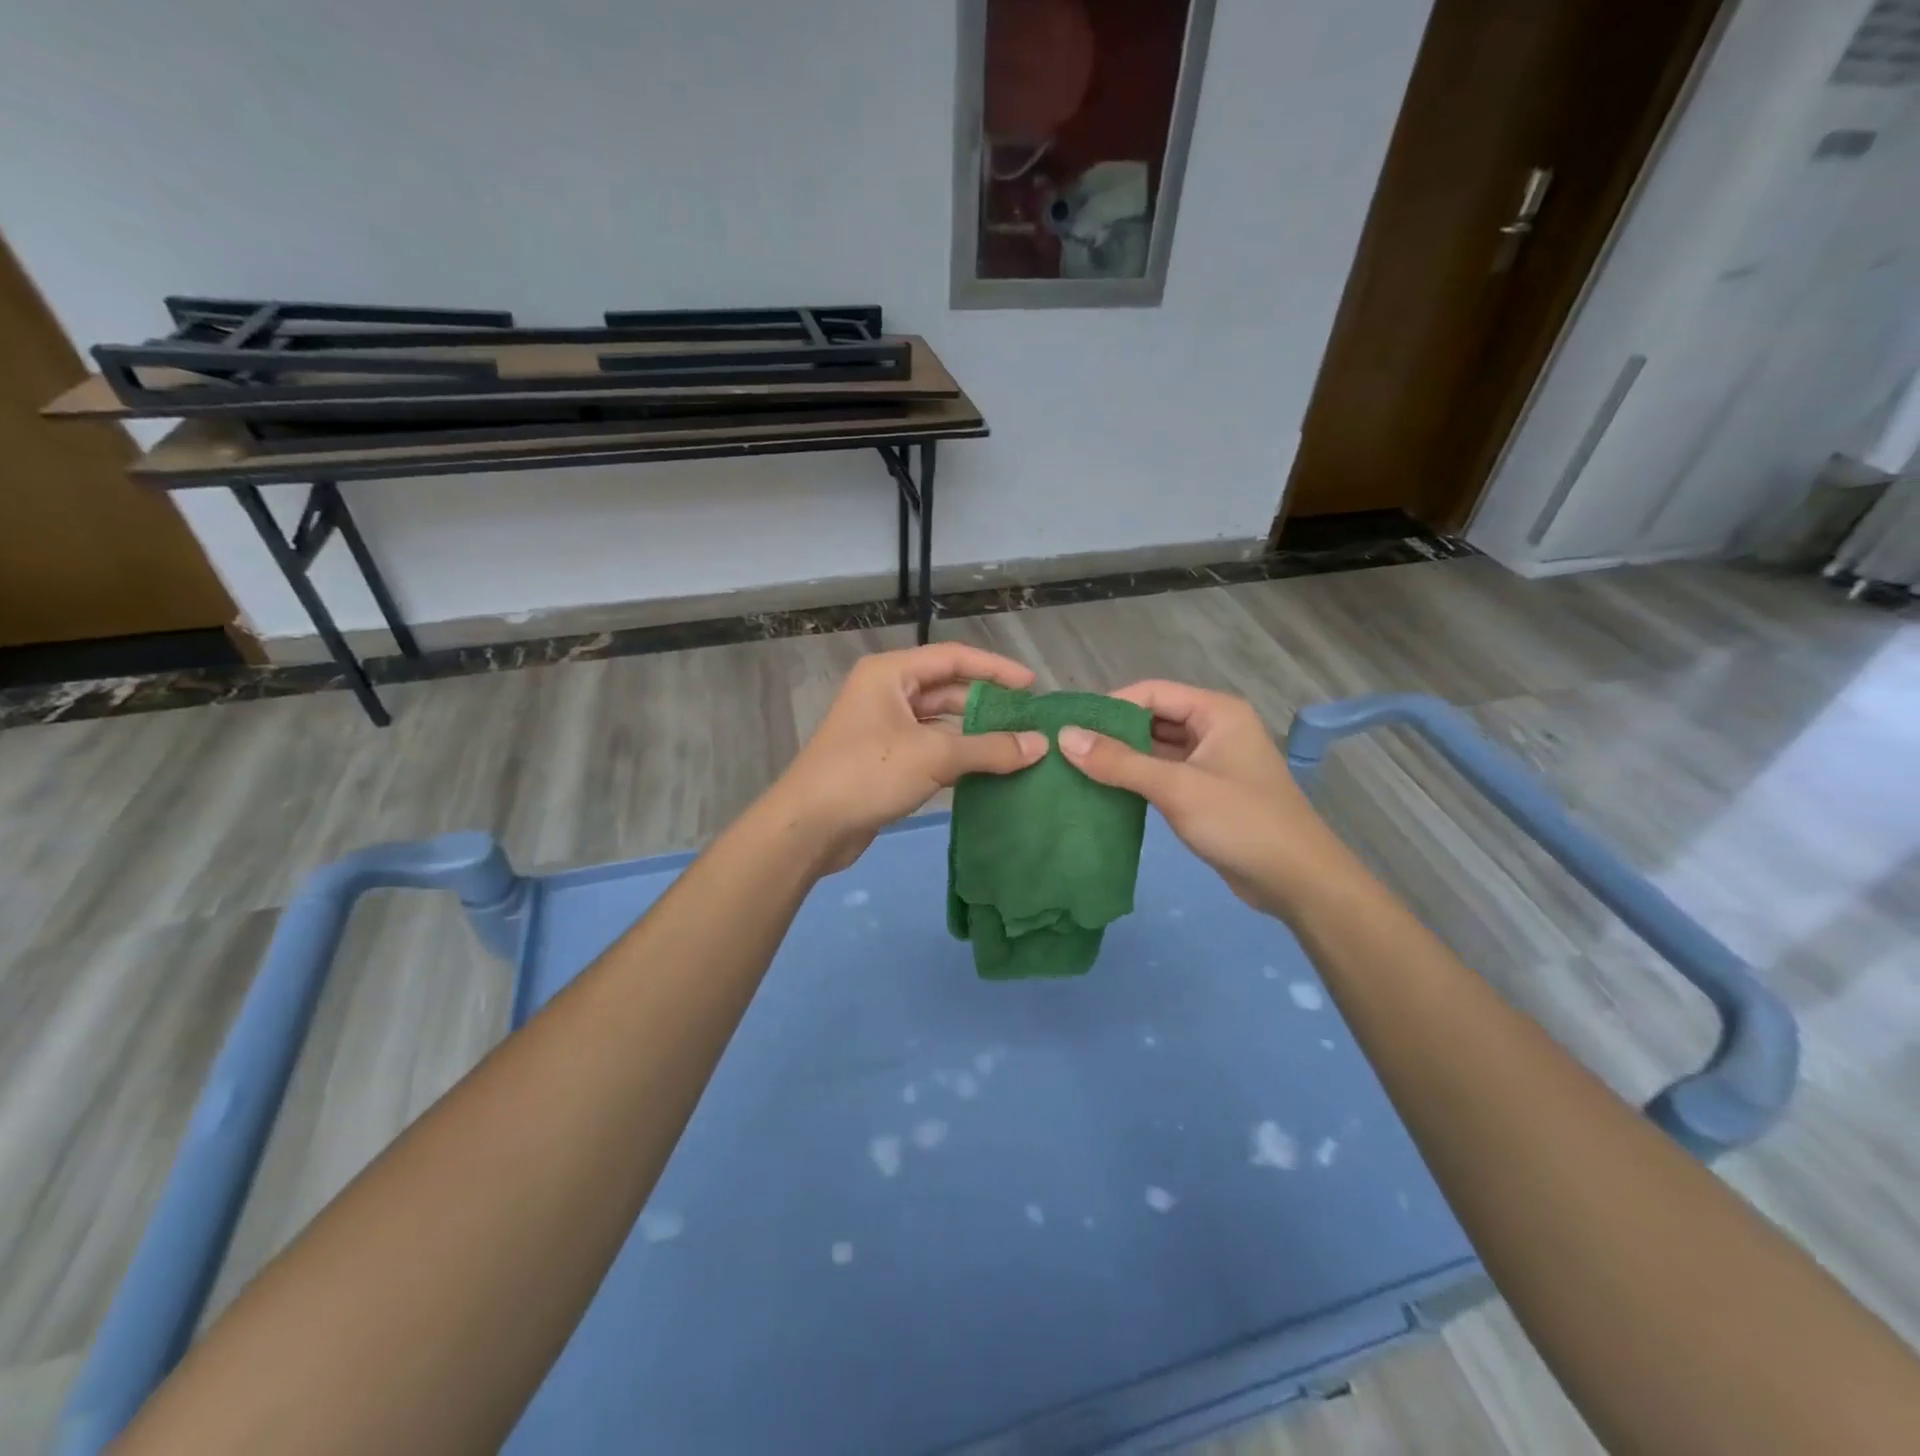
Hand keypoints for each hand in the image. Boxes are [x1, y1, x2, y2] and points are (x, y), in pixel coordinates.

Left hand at [764, 643, 1047, 872]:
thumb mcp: (934, 755)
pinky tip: (989, 771)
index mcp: (890, 673)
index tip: (1032, 685)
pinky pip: (931, 749)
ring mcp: (884, 728)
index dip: (995, 668)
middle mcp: (886, 693)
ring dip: (975, 734)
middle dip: (987, 704)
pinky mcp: (885, 760)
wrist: (809, 827)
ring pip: (940, 723)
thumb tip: (1040, 745)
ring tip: (1018, 748)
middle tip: (1029, 721)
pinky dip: (958, 757)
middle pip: (947, 689)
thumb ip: (990, 748)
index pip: (953, 658)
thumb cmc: (868, 773)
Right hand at [1056, 681, 1355, 919]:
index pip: (1151, 692)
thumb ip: (1120, 762)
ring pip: (1156, 748)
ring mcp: (1211, 760)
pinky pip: (1163, 773)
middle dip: (1112, 733)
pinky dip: (1136, 779)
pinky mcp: (1206, 790)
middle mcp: (1214, 728)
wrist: (1297, 881)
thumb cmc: (1241, 822)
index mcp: (1216, 711)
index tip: (1070, 727)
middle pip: (1153, 718)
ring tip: (1075, 769)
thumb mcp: (1177, 788)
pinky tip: (1103, 791)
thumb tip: (1065, 737)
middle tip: (1065, 749)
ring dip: (1122, 758)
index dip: (1110, 706)